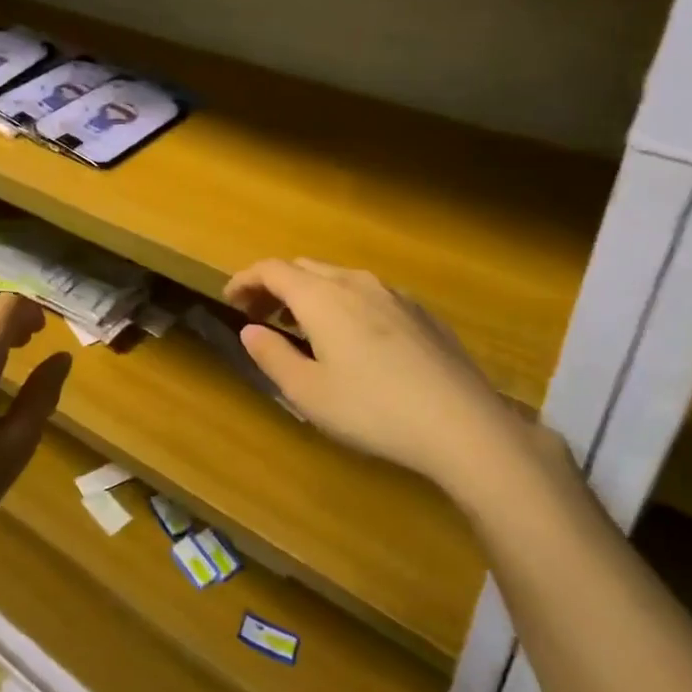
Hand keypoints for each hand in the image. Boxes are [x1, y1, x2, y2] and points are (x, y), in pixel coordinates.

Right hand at [223, 259, 542, 498]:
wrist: (462, 423)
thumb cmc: (373, 410)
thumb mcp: (309, 393)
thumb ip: (272, 356)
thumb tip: (250, 330)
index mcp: (322, 297)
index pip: (272, 269)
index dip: (245, 279)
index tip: (229, 299)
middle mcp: (356, 283)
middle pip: (305, 268)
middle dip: (275, 285)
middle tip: (259, 314)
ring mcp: (394, 294)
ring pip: (339, 279)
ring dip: (311, 294)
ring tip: (302, 326)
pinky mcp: (421, 312)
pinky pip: (369, 294)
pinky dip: (344, 303)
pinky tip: (353, 339)